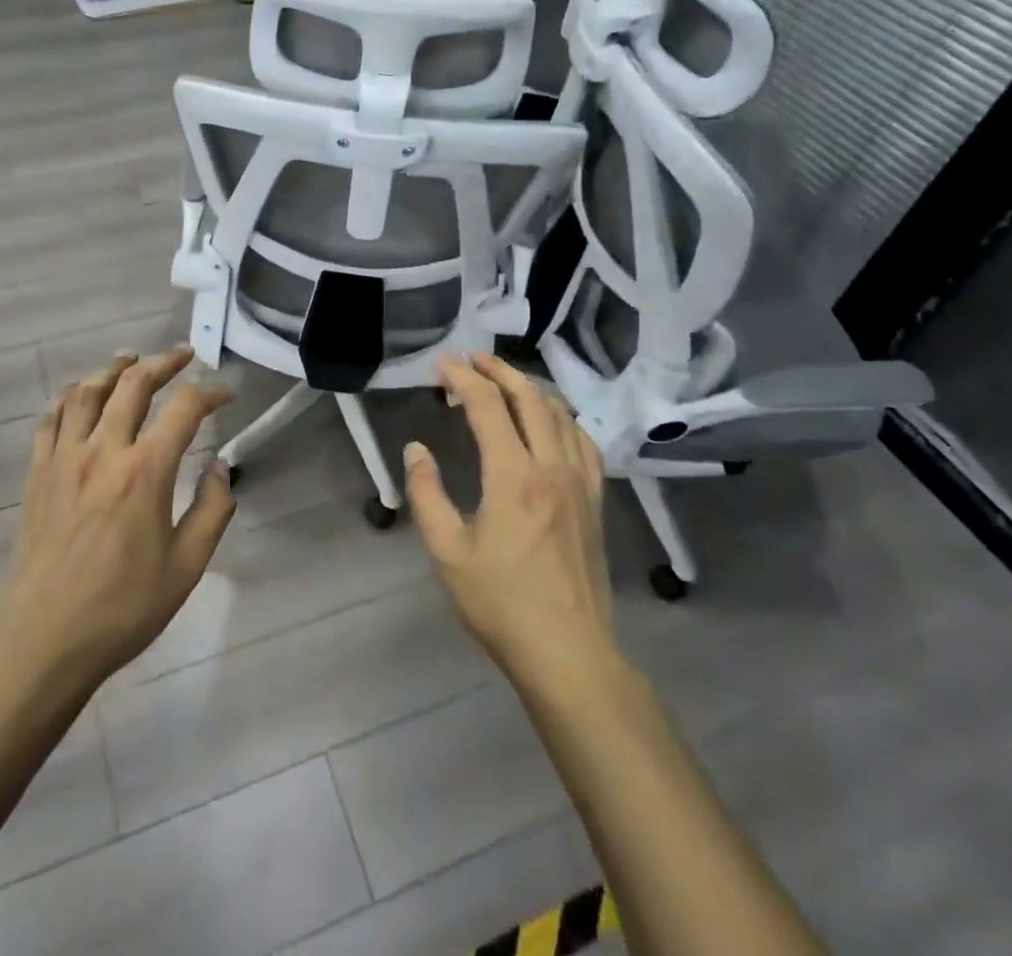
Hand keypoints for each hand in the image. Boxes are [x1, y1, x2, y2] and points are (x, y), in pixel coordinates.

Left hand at [0, 347, 236, 701]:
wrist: (43, 644)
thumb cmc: (122, 609)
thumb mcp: (186, 567)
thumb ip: (212, 510)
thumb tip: (222, 467)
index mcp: (145, 471)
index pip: (184, 408)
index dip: (211, 391)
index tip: (227, 392)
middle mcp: (103, 451)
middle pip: (133, 383)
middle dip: (163, 362)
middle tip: (183, 355)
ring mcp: (63, 459)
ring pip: (87, 392)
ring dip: (114, 368)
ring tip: (131, 359)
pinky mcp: (37, 475)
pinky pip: (51, 419)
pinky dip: (69, 397)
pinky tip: (79, 395)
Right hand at [404, 353, 617, 686]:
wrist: (568, 652)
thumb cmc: (500, 603)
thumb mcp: (447, 551)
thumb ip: (426, 493)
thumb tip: (416, 449)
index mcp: (513, 476)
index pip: (488, 406)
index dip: (463, 378)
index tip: (443, 364)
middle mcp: (551, 467)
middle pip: (530, 398)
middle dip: (499, 370)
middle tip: (472, 359)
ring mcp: (580, 482)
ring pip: (560, 414)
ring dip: (530, 389)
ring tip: (504, 383)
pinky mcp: (595, 501)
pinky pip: (583, 441)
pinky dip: (562, 418)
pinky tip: (550, 423)